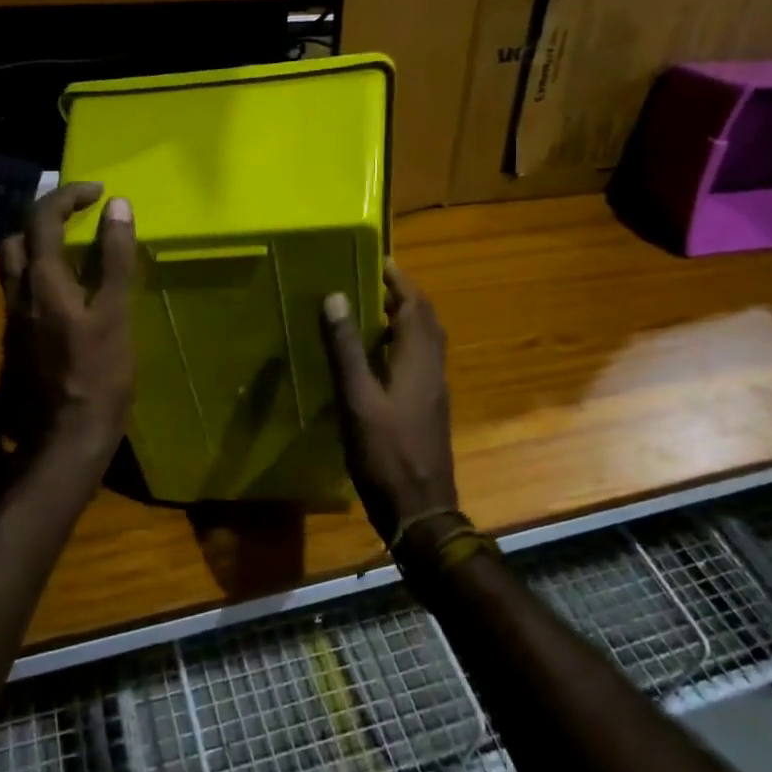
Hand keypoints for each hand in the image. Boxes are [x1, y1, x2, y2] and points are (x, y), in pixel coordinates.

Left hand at [0, 184, 136, 463]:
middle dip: (44, 218)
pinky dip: (42, 276)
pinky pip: (23, 293)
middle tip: (78, 217)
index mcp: (42, 281)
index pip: (42, 218)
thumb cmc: (98, 374)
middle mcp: (18, 295)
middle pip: (16, 239)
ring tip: (75, 250)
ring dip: (39, 247)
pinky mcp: (18, 342)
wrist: (67, 437)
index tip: (99, 192)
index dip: (68, 195)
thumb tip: (117, 206)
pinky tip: (70, 294)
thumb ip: (114, 258)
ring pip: (14, 268)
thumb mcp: (114, 313)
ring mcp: (14, 321)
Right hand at [318, 262, 456, 545]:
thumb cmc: (386, 454)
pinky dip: (405, 345)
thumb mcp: (358, 399)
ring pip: (426, 343)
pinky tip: (380, 358)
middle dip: (405, 297)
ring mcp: (434, 392)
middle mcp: (433, 370)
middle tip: (374, 282)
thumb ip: (346, 349)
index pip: (416, 306)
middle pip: (427, 321)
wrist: (421, 510)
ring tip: (374, 312)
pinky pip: (421, 362)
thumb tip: (337, 296)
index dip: (400, 281)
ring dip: (406, 320)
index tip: (380, 260)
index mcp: (419, 361)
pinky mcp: (429, 410)